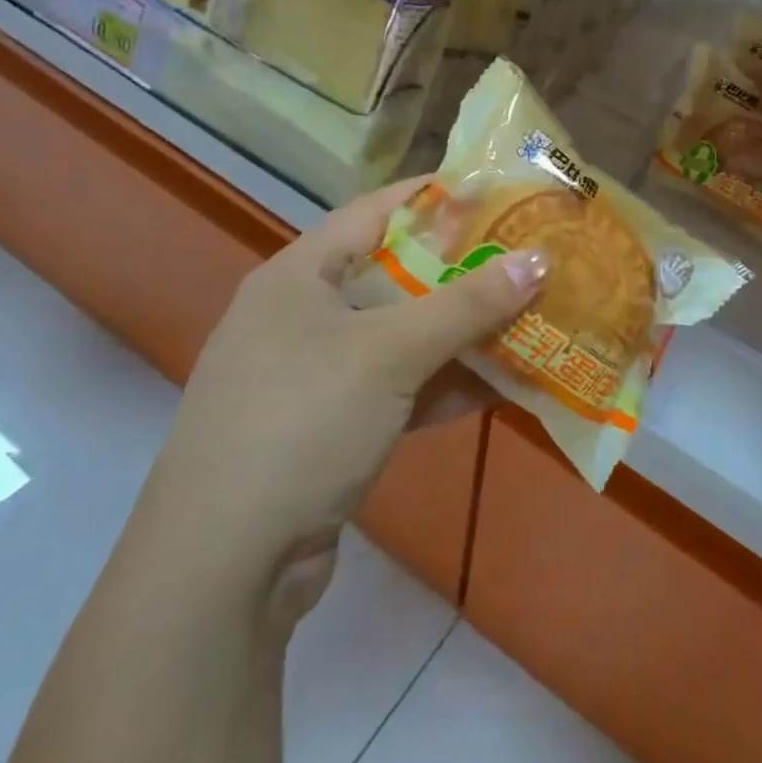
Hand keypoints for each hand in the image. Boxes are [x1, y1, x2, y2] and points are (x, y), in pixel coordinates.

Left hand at [130, 179, 544, 618]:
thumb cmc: (301, 423)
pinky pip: (401, 388)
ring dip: (464, 333)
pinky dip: (445, 384)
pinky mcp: (332, 427)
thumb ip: (468, 304)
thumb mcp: (389, 353)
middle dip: (465, 271)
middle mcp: (304, 316)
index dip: (438, 197)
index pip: (377, 211)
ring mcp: (317, 375)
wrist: (222, 571)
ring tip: (531, 316)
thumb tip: (539, 259)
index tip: (500, 191)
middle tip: (529, 257)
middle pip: (398, 275)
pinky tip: (502, 385)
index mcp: (300, 275)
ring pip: (405, 336)